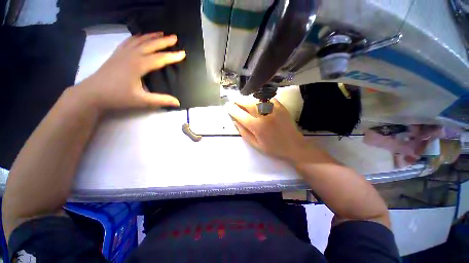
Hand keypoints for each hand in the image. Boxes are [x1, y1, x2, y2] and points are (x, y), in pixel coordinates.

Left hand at [72, 32, 185, 111]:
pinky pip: (128, 41)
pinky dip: (137, 37)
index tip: (183, 53)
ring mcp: (122, 53)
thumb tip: (178, 103)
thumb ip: (161, 100)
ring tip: (161, 33)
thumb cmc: (117, 96)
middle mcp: (131, 55)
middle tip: (174, 37)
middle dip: (163, 41)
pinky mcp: (116, 54)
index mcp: (138, 65)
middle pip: (150, 45)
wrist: (92, 93)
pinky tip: (140, 36)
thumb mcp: (141, 100)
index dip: (172, 56)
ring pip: (139, 40)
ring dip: (151, 36)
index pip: (159, 58)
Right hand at [227, 99, 306, 160]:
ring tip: (242, 99)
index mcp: (257, 126)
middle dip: (238, 100)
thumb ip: (244, 132)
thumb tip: (235, 121)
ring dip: (247, 98)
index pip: (240, 114)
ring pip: (256, 99)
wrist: (294, 146)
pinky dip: (259, 97)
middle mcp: (264, 115)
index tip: (227, 105)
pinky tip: (256, 99)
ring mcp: (273, 109)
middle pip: (247, 103)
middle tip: (233, 99)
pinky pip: (267, 98)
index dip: (232, 109)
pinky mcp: (280, 106)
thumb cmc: (273, 148)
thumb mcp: (256, 145)